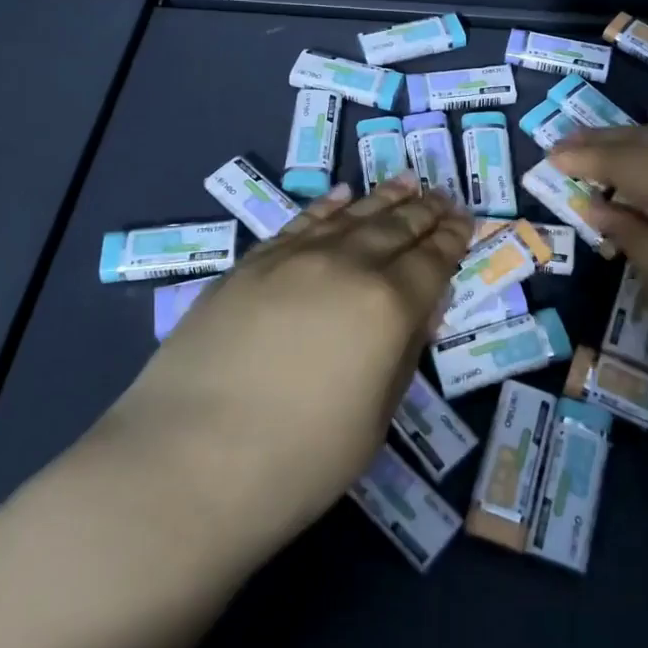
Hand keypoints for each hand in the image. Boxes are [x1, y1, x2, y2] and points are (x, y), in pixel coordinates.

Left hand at [100, 174, 471, 561]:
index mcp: (388, 307)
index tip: (465, 220)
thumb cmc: (295, 464)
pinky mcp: (252, 263)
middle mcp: (347, 267)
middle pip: (396, 228)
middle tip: (444, 196)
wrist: (183, 465)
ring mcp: (295, 258)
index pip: (432, 261)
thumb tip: (420, 310)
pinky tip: (344, 195)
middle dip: (425, 212)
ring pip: (353, 216)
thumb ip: (402, 354)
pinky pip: (302, 222)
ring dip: (385, 198)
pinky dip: (328, 206)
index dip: (452, 239)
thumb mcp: (374, 420)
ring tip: (408, 182)